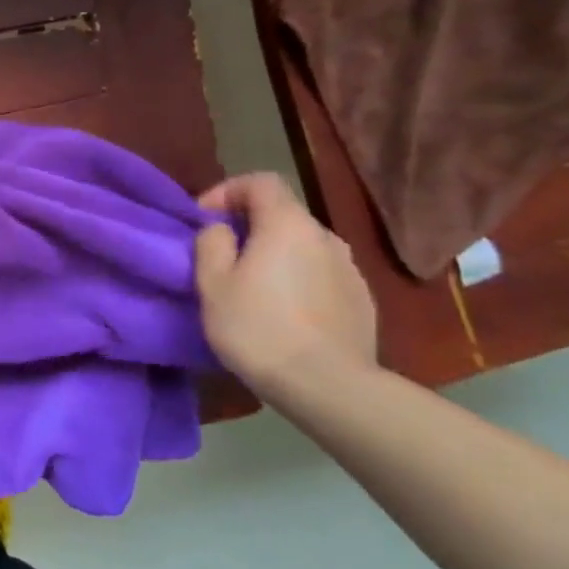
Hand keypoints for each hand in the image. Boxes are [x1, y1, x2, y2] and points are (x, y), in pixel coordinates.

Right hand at [193, 172, 376, 397]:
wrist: (329, 387)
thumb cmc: (258, 328)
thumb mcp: (212, 283)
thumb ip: (211, 243)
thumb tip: (221, 230)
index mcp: (288, 224)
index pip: (260, 181)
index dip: (228, 191)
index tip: (205, 219)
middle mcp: (326, 236)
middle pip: (283, 215)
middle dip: (250, 227)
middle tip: (222, 257)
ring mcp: (350, 270)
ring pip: (303, 247)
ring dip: (276, 256)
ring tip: (253, 289)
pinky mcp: (363, 301)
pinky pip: (321, 276)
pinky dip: (298, 281)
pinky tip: (284, 314)